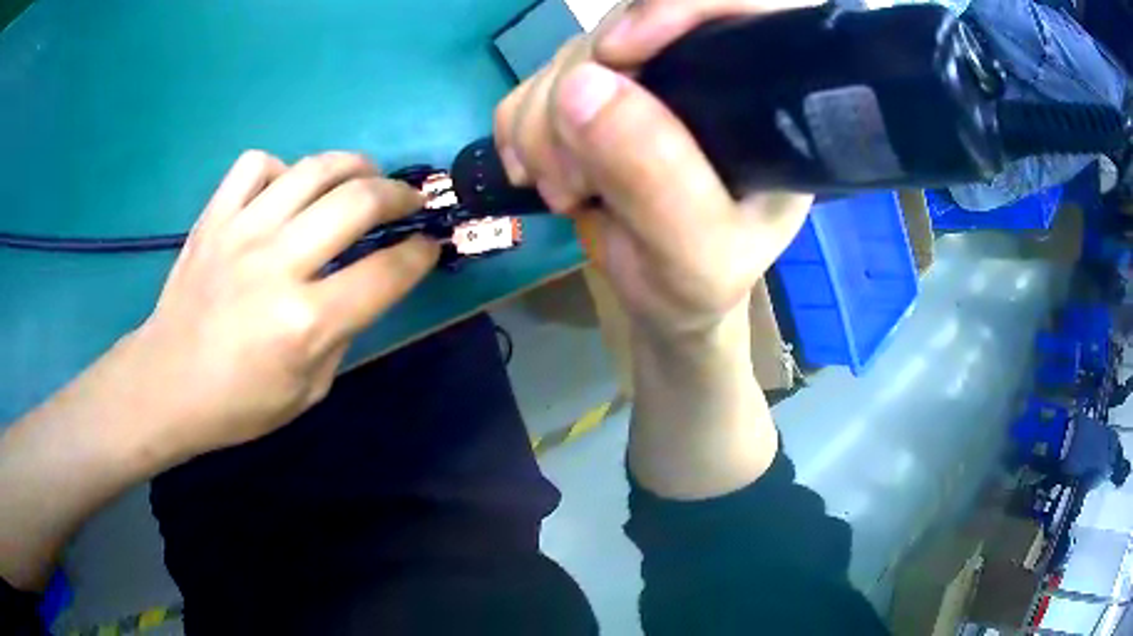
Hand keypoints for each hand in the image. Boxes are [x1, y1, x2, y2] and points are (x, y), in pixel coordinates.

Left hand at [125, 151, 437, 460]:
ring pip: (313, 169)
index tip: (430, 245)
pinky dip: (282, 168)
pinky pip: (256, 164)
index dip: (420, 254)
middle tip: (409, 201)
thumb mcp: (308, 391)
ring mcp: (241, 232)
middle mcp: (277, 265)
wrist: (166, 383)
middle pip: (358, 201)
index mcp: (305, 322)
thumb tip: (361, 289)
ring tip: (364, 176)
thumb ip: (341, 334)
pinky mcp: (214, 218)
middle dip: (399, 195)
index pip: (385, 272)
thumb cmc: (237, 404)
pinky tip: (286, 189)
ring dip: (354, 166)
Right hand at [494, 0, 815, 342]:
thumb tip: (581, 87)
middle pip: (629, 22)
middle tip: (573, 176)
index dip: (678, 3)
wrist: (659, 296)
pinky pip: (536, 80)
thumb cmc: (699, 282)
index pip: (744, 4)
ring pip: (572, 52)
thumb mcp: (695, 253)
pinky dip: (520, 126)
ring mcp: (646, 77)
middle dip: (579, 92)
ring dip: (543, 122)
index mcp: (767, 100)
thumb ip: (656, 178)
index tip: (619, 53)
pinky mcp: (595, 92)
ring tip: (566, 189)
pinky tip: (539, 171)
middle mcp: (707, 72)